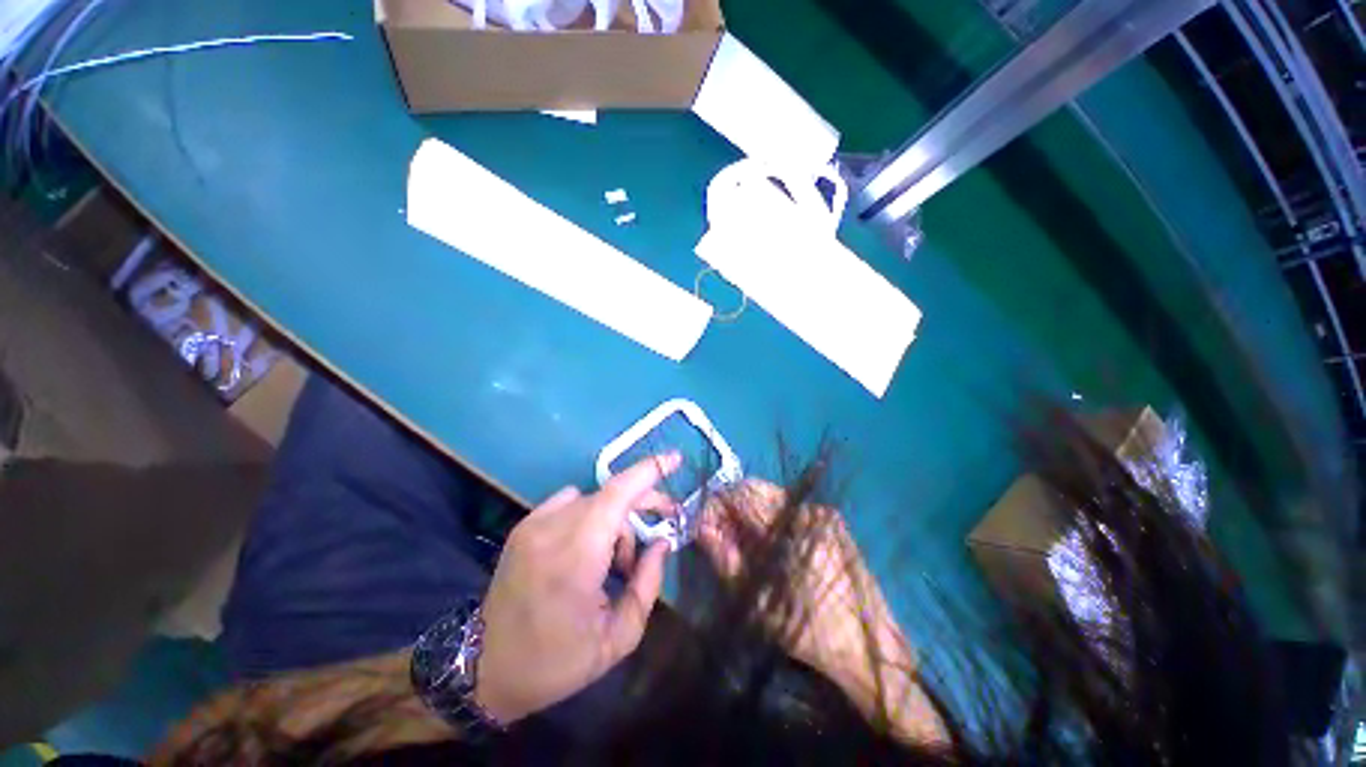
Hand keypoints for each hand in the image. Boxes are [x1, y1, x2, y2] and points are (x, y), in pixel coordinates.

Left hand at [474, 454, 679, 724]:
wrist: (484, 670)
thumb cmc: (556, 661)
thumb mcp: (617, 638)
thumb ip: (648, 583)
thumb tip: (662, 541)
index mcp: (575, 558)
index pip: (617, 494)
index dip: (649, 471)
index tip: (675, 458)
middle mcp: (551, 530)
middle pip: (610, 494)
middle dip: (642, 502)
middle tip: (664, 519)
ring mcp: (533, 524)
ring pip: (594, 500)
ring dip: (616, 519)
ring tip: (617, 559)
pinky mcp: (524, 525)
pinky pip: (572, 502)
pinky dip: (591, 517)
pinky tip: (589, 548)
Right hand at [698, 479, 945, 743]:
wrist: (869, 647)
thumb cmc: (809, 630)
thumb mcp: (756, 601)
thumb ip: (723, 557)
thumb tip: (700, 527)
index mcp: (790, 526)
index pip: (740, 494)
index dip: (715, 505)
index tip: (703, 526)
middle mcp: (807, 508)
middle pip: (754, 487)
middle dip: (730, 506)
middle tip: (719, 533)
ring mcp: (821, 511)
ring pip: (769, 495)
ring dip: (748, 511)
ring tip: (741, 541)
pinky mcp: (830, 519)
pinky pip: (787, 507)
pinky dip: (768, 518)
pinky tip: (767, 543)